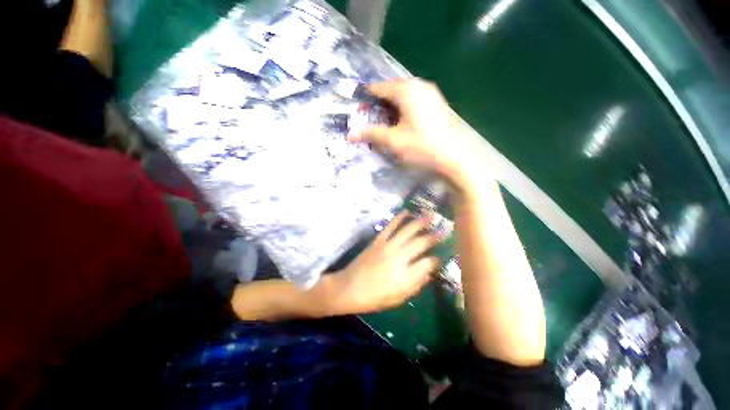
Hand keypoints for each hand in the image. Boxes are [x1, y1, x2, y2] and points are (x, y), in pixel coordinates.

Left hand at [330, 211, 441, 314]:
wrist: (348, 287)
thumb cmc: (374, 298)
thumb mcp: (398, 298)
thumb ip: (416, 285)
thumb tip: (429, 273)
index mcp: (406, 275)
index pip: (429, 262)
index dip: (437, 259)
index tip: (441, 257)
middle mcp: (400, 257)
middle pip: (422, 242)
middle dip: (435, 236)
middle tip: (445, 229)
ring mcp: (388, 246)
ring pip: (408, 230)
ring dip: (421, 221)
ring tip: (431, 214)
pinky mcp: (378, 240)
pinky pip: (391, 226)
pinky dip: (399, 218)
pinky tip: (407, 212)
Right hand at [349, 79, 479, 183]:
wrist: (455, 156)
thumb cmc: (422, 146)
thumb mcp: (393, 141)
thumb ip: (371, 134)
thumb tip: (350, 134)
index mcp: (406, 90)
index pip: (378, 88)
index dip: (366, 99)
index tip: (358, 111)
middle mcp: (419, 85)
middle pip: (391, 90)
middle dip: (379, 104)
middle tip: (371, 120)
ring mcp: (431, 93)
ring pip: (404, 95)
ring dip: (392, 107)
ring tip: (385, 123)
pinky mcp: (437, 102)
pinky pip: (415, 100)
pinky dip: (404, 109)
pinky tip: (403, 123)